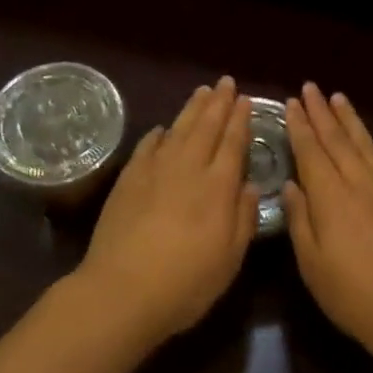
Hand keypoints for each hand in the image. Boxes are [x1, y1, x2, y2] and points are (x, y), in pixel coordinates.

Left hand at [77, 77, 258, 346]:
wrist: (123, 289)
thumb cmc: (185, 282)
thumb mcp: (229, 259)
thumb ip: (243, 218)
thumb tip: (249, 185)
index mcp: (218, 187)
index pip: (233, 143)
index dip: (240, 120)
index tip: (245, 100)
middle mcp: (189, 168)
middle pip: (206, 127)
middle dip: (219, 103)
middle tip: (226, 82)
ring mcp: (155, 169)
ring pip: (178, 128)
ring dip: (192, 108)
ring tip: (202, 91)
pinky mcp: (129, 177)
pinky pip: (147, 145)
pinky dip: (158, 133)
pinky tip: (162, 128)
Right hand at [283, 83, 372, 370]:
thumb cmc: (355, 295)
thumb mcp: (313, 265)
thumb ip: (300, 220)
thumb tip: (291, 185)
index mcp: (331, 196)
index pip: (311, 150)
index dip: (300, 125)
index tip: (292, 102)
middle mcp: (360, 182)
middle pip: (338, 139)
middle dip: (322, 112)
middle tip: (311, 88)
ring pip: (366, 144)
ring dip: (350, 120)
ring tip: (339, 98)